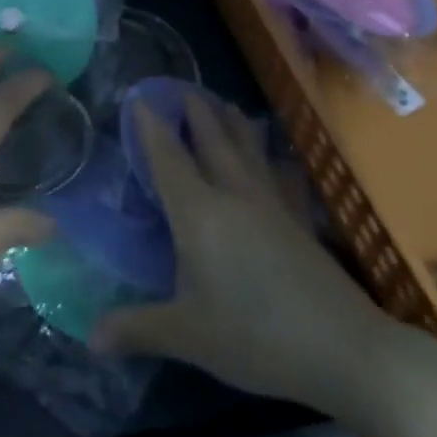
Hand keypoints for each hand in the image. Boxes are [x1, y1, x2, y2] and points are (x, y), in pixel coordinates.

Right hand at [93, 93, 406, 415]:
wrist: (345, 348)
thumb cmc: (256, 336)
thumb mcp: (188, 336)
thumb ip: (138, 329)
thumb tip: (91, 338)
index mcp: (199, 213)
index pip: (168, 157)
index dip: (151, 126)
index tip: (139, 96)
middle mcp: (234, 195)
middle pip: (212, 141)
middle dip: (195, 112)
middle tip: (182, 88)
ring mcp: (271, 205)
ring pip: (248, 151)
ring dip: (233, 124)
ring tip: (225, 103)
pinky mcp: (298, 221)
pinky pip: (278, 176)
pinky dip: (271, 160)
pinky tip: (276, 161)